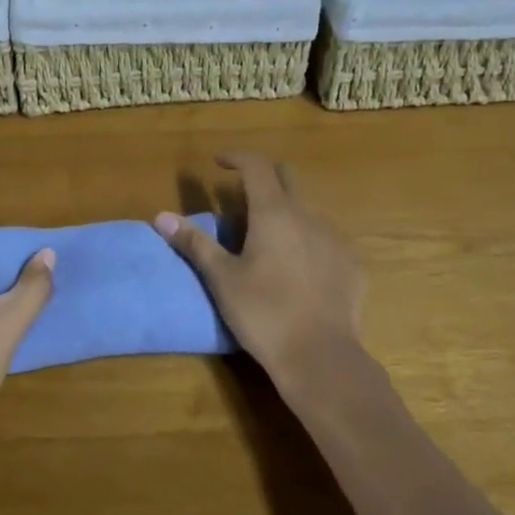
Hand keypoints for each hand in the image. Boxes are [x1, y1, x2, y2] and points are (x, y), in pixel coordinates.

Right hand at [155, 153, 365, 399]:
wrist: (321, 357)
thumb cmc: (264, 313)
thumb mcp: (222, 279)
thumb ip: (194, 243)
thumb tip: (161, 216)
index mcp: (274, 213)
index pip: (256, 165)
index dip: (236, 157)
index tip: (219, 163)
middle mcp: (308, 215)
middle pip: (287, 177)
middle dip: (264, 176)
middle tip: (241, 196)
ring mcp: (335, 238)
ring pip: (308, 209)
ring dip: (286, 212)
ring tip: (268, 240)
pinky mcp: (353, 263)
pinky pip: (327, 238)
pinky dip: (308, 240)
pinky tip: (299, 268)